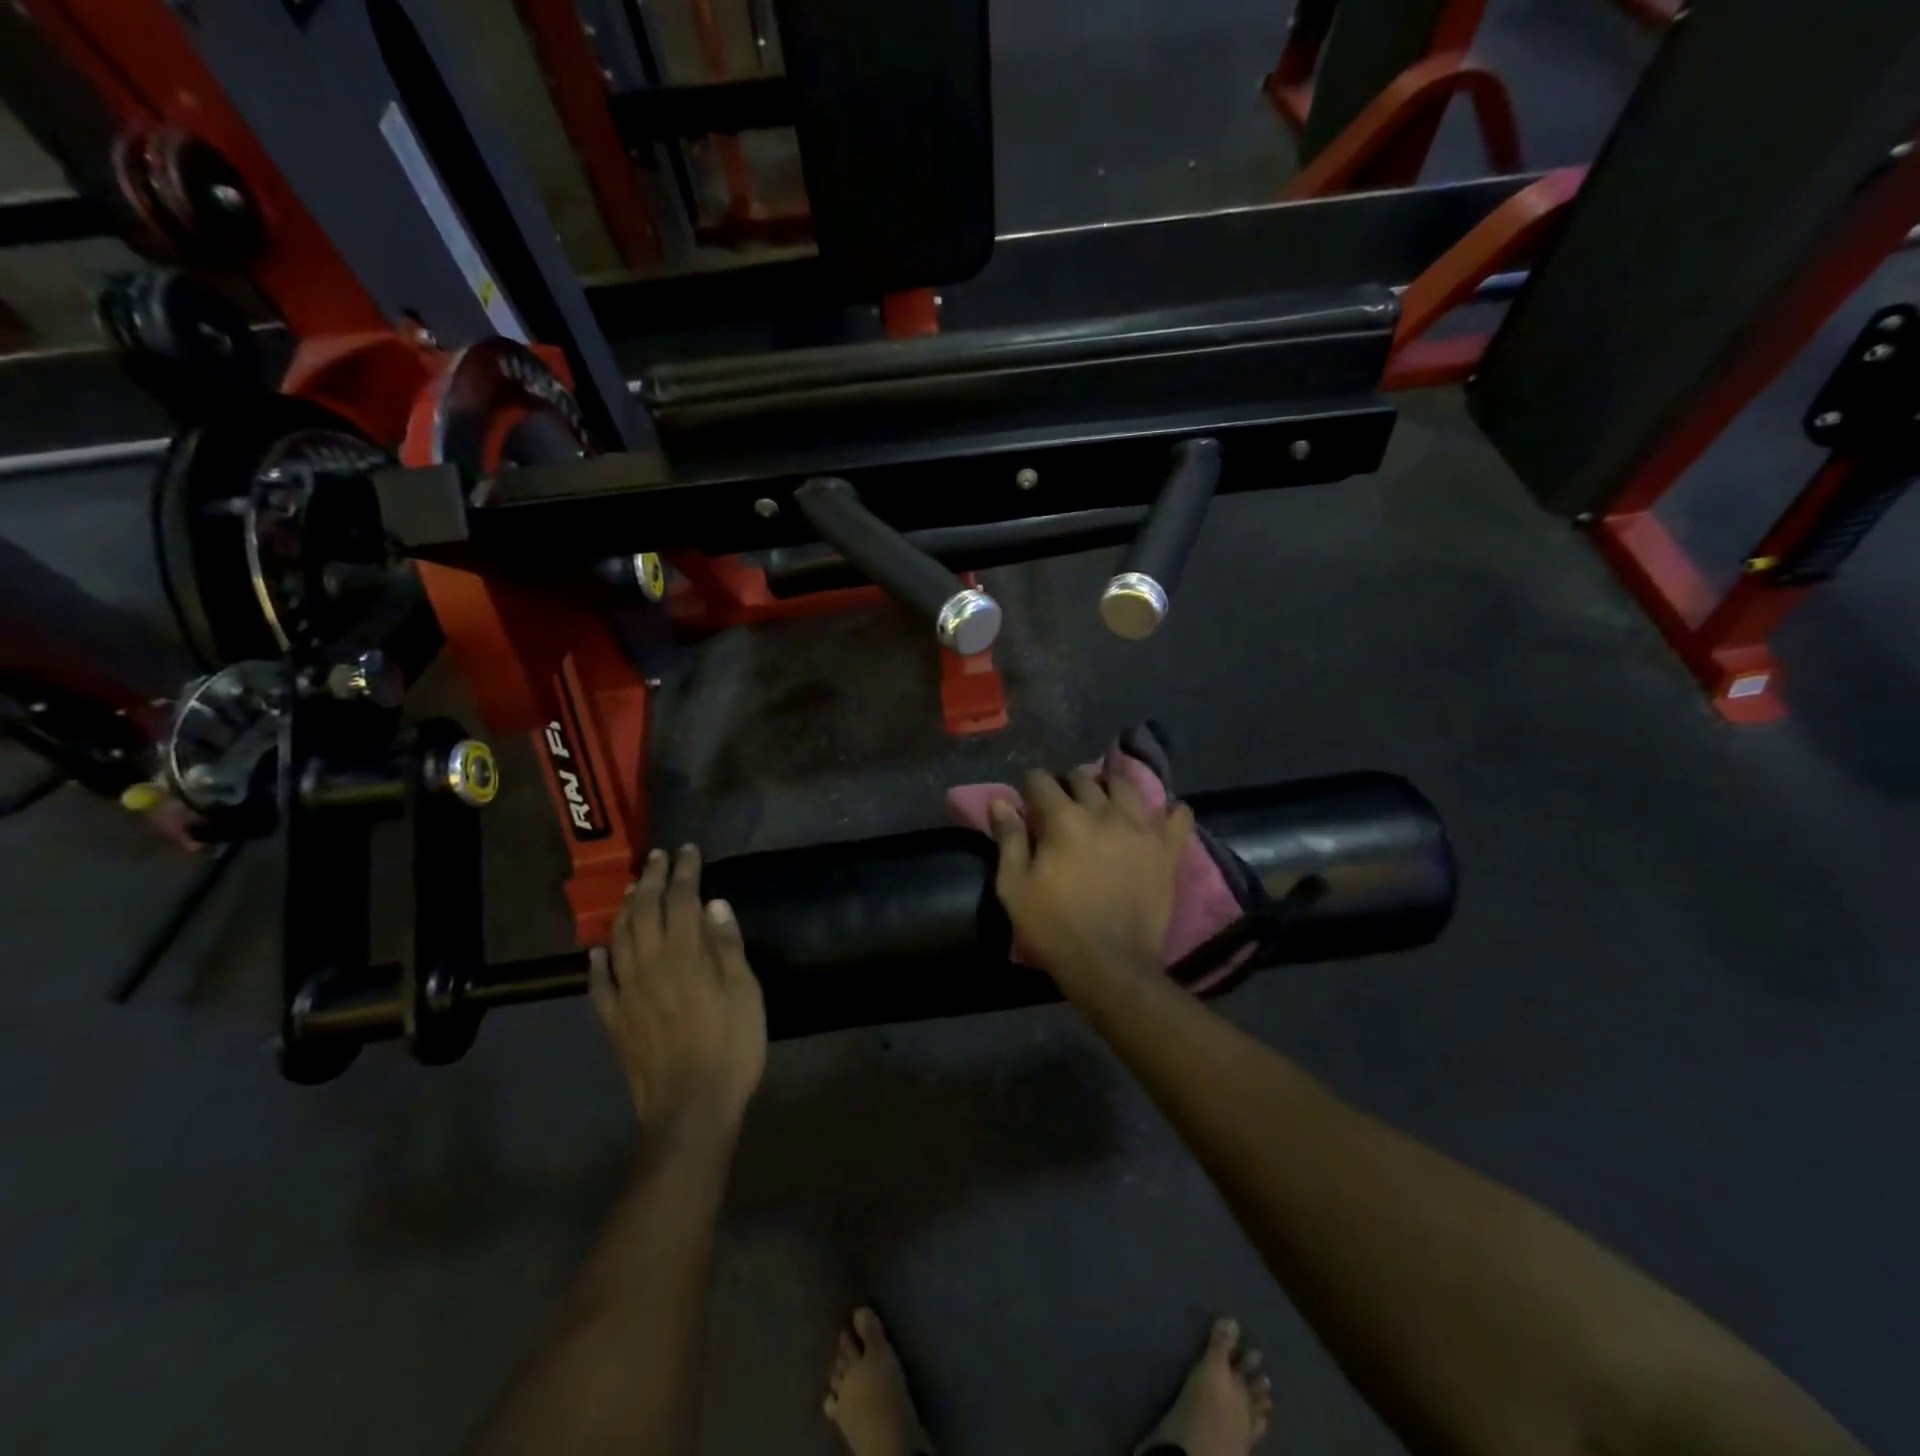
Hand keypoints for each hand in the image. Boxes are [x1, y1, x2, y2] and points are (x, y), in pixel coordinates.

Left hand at [590, 845, 766, 1146]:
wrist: (689, 1110)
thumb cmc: (730, 1048)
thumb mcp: (745, 994)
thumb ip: (727, 947)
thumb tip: (714, 904)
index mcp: (685, 956)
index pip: (682, 900)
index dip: (685, 871)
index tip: (689, 849)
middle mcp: (650, 966)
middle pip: (646, 912)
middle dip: (653, 880)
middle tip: (658, 857)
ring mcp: (627, 994)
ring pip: (619, 940)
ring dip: (626, 910)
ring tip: (633, 889)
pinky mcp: (615, 1022)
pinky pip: (599, 985)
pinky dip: (597, 962)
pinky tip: (597, 950)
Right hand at [990, 767, 1194, 993]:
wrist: (1109, 965)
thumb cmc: (1054, 927)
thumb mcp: (1014, 887)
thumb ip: (1008, 839)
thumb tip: (1000, 802)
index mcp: (1063, 819)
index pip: (1041, 781)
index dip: (1030, 787)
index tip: (1027, 801)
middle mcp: (1104, 812)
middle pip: (1083, 778)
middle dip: (1068, 785)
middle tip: (1063, 805)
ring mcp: (1141, 828)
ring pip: (1127, 785)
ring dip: (1111, 786)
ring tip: (1106, 800)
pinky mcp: (1167, 850)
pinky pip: (1179, 816)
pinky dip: (1170, 811)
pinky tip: (1160, 815)